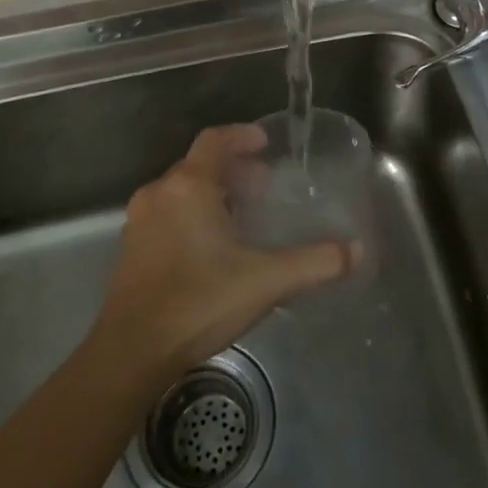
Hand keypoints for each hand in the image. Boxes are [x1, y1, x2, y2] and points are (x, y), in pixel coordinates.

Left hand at [94, 124, 357, 376]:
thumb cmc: (200, 301)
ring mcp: (139, 221)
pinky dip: (191, 214)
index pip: (214, 140)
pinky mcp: (131, 249)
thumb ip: (314, 262)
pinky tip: (210, 246)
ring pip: (180, 190)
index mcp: (188, 186)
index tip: (264, 143)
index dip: (241, 136)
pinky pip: (166, 214)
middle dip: (231, 169)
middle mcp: (159, 193)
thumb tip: (356, 250)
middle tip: (262, 184)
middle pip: (197, 165)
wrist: (132, 351)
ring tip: (240, 214)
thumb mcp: (266, 280)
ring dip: (211, 193)